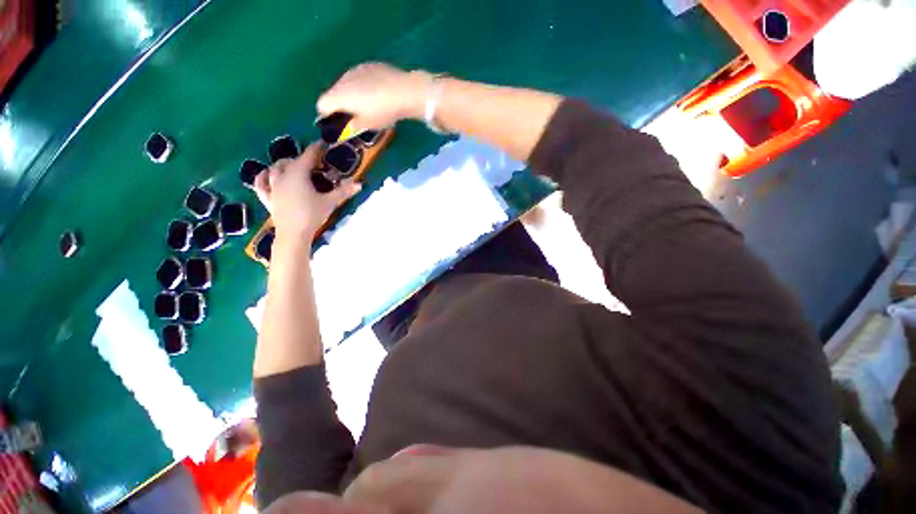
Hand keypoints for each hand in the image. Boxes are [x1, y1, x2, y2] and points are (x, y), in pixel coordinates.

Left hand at [253, 143, 360, 239]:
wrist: (293, 234)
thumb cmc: (312, 215)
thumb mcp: (330, 202)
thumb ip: (343, 192)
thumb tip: (360, 184)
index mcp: (298, 174)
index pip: (308, 156)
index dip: (316, 148)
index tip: (322, 143)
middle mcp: (283, 176)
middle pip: (291, 161)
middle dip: (302, 158)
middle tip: (313, 162)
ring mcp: (272, 186)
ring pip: (275, 168)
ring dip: (284, 165)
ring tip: (292, 166)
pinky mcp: (267, 197)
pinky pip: (261, 183)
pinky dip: (263, 177)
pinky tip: (267, 175)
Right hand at [317, 62, 429, 132]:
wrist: (404, 91)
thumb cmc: (383, 111)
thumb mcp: (368, 124)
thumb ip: (353, 125)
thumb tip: (348, 126)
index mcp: (339, 95)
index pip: (322, 104)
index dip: (326, 114)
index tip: (337, 122)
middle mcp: (343, 79)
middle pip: (334, 92)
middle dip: (340, 104)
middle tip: (354, 115)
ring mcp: (355, 69)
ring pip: (346, 83)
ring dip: (351, 93)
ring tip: (368, 104)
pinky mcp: (368, 65)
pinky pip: (359, 77)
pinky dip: (363, 85)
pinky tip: (377, 93)